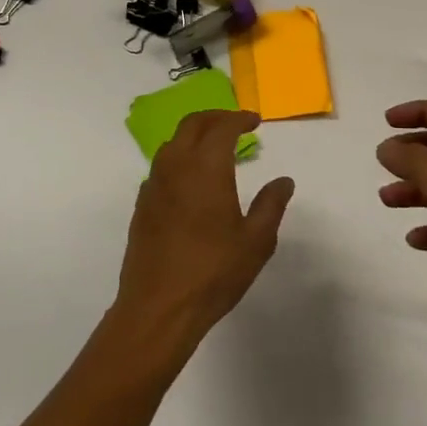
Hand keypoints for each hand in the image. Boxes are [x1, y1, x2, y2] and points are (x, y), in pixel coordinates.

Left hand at [113, 110, 293, 357]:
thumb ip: (271, 205)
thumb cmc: (213, 272)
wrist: (158, 308)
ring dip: (195, 135)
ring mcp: (154, 184)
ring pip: (173, 142)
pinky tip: (191, 180)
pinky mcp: (143, 204)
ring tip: (215, 148)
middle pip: (193, 124)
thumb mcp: (255, 241)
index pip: (222, 127)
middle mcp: (176, 166)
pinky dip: (179, 158)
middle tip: (236, 124)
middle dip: (216, 117)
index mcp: (206, 167)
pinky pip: (162, 166)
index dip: (240, 119)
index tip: (254, 121)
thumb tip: (283, 181)